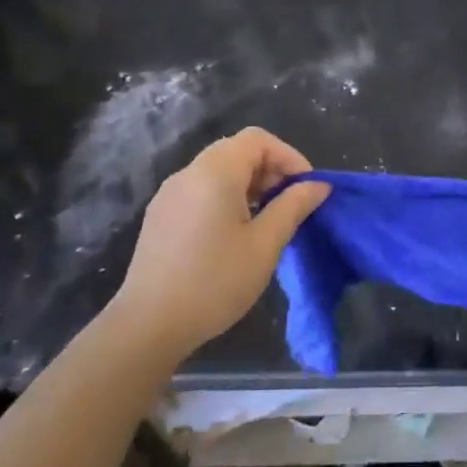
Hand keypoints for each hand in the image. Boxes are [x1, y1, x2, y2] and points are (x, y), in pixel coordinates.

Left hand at [110, 127, 330, 359]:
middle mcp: (188, 173)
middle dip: (270, 169)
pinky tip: (235, 232)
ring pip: (218, 170)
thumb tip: (319, 185)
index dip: (289, 156)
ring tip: (267, 219)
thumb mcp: (265, 244)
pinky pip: (200, 189)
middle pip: (236, 150)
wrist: (148, 326)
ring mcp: (169, 194)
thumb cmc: (215, 282)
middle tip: (290, 203)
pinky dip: (226, 196)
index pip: (258, 140)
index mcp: (215, 172)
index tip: (306, 188)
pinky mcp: (160, 215)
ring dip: (249, 183)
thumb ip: (293, 207)